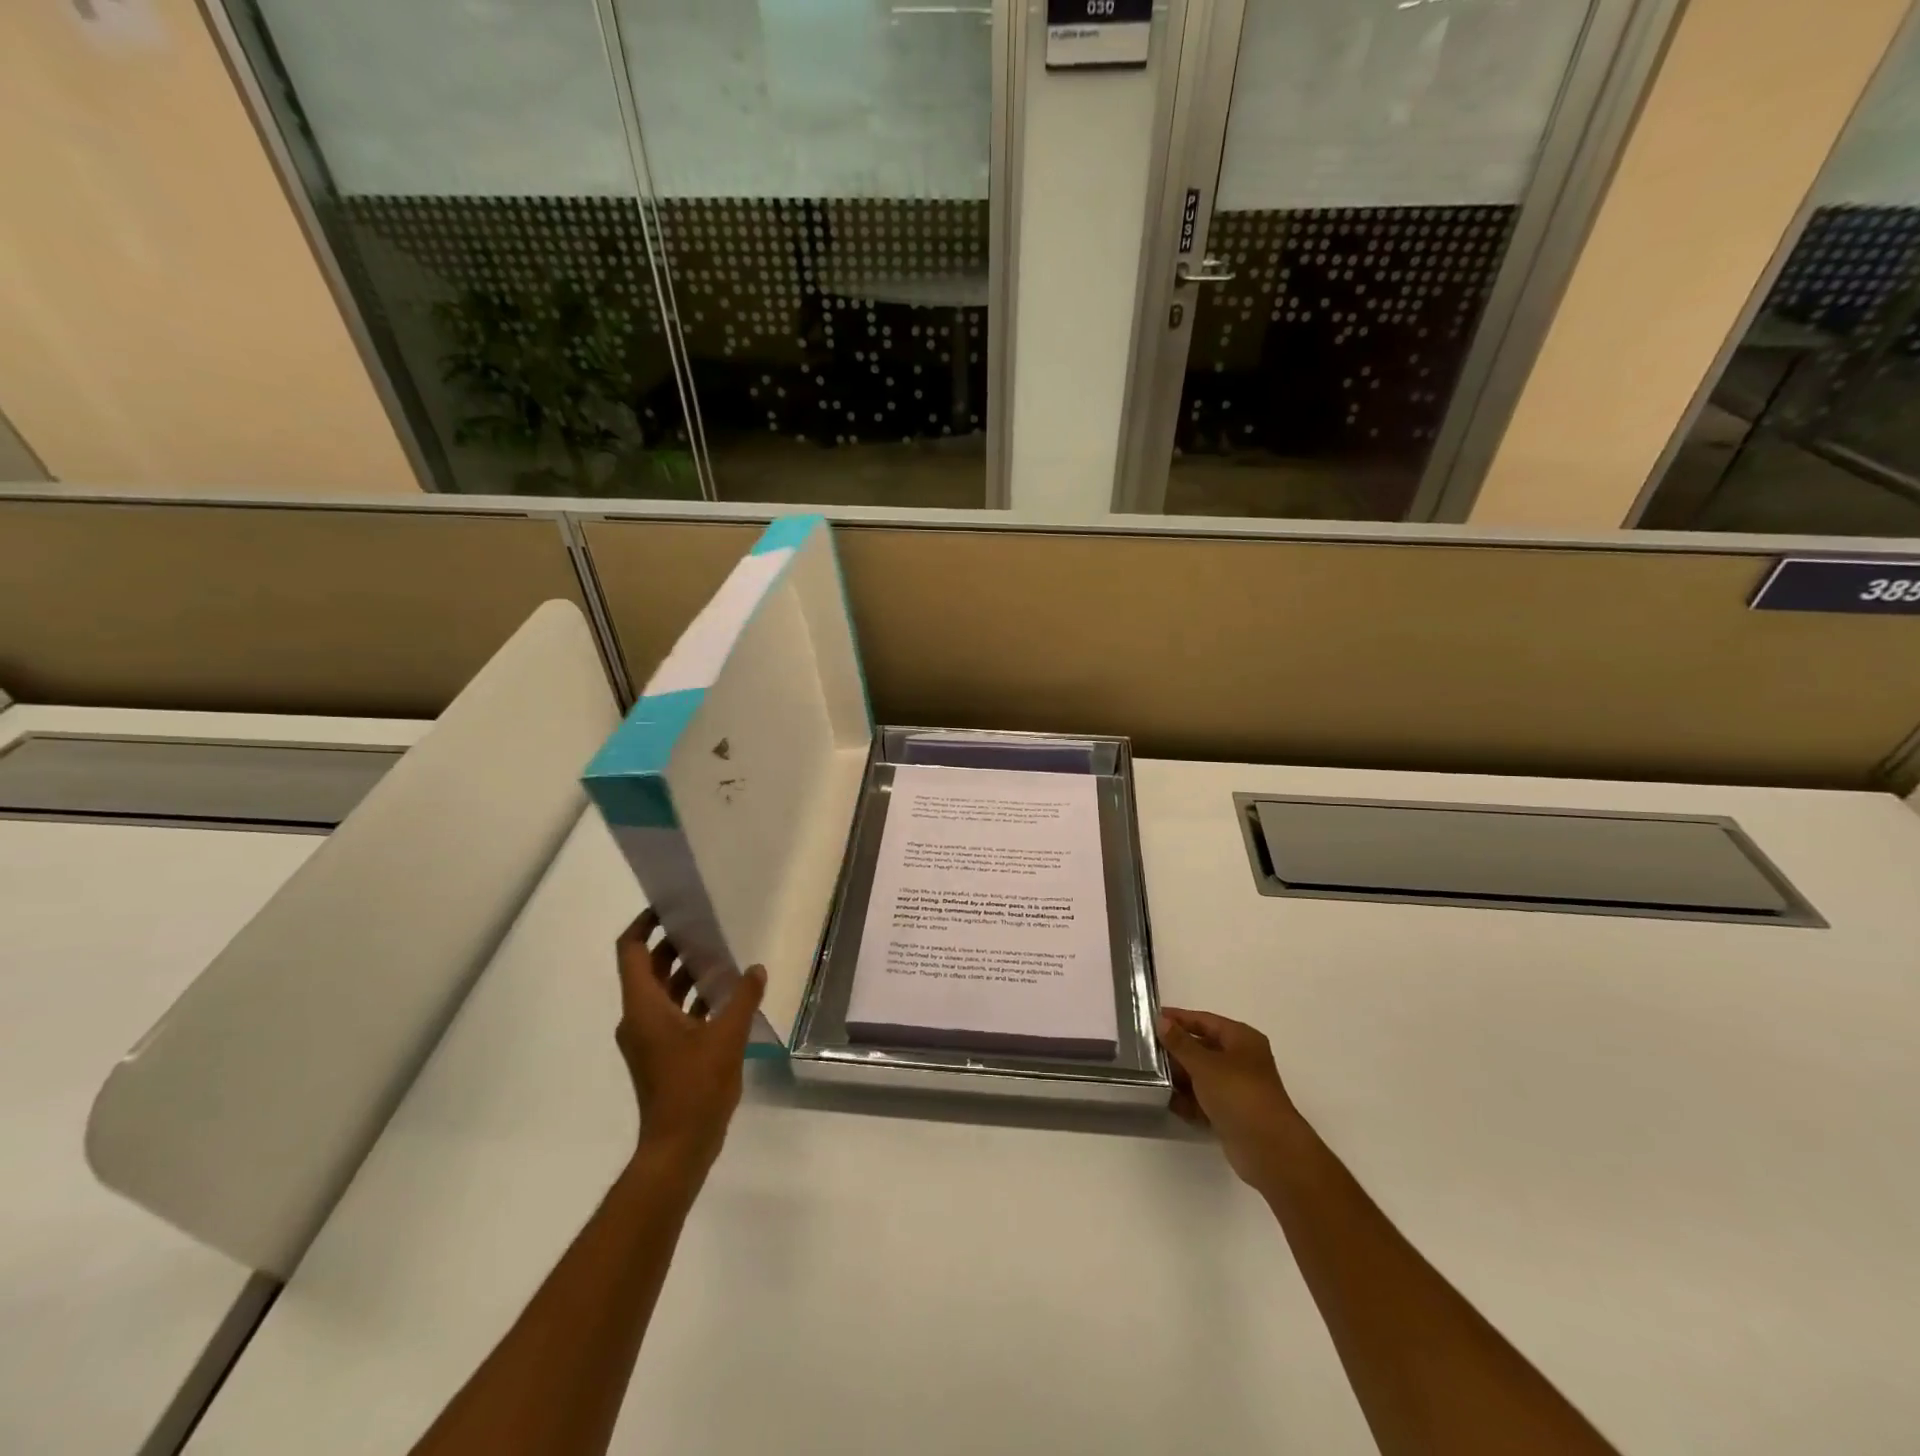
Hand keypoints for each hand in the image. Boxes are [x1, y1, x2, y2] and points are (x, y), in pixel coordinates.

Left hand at [614, 909, 766, 1181]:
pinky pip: (671, 1012)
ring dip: (684, 971)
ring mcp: (647, 1038)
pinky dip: (690, 998)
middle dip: (672, 944)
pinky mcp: (660, 1054)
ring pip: (661, 991)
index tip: (669, 907)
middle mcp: (638, 1017)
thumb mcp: (727, 1036)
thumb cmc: (696, 1086)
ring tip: (719, 955)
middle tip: (705, 925)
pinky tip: (723, 995)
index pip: (631, 951)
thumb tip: (755, 969)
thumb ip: (743, 998)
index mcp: (643, 1007)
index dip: (644, 924)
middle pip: (647, 968)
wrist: (678, 1147)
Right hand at [1158, 1007, 1304, 1191]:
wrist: (1269, 1150)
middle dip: (1176, 1050)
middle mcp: (1241, 1060)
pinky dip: (1189, 1100)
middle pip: (1203, 1047)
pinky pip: (1205, 1099)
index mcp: (1241, 1039)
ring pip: (1202, 1075)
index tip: (1150, 1019)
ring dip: (1180, 1076)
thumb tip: (1161, 1021)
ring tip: (1150, 1075)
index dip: (1178, 1019)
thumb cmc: (1239, 1095)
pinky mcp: (1232, 1113)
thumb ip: (1180, 1043)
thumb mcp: (1204, 1064)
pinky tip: (1166, 1101)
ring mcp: (1238, 1088)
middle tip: (1145, 1049)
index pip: (1204, 1020)